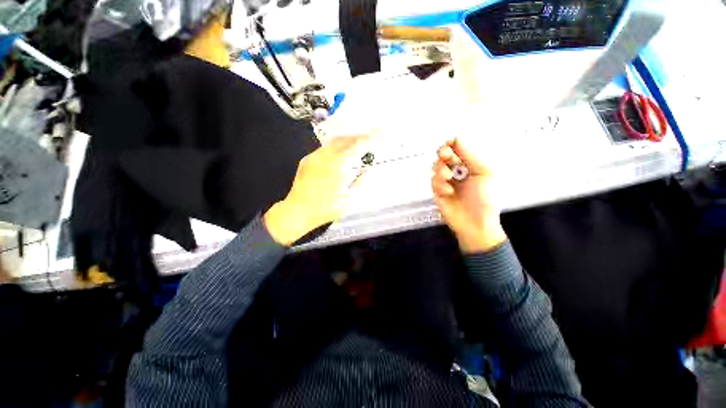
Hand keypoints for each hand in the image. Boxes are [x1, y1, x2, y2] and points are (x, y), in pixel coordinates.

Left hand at [264, 135, 368, 245]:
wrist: (297, 212)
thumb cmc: (325, 209)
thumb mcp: (349, 200)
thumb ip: (360, 182)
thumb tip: (367, 170)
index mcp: (337, 165)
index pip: (356, 145)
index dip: (369, 139)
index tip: (379, 135)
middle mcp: (324, 156)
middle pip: (344, 139)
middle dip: (358, 136)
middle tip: (369, 138)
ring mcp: (313, 157)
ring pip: (333, 142)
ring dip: (346, 141)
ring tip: (356, 143)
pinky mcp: (306, 160)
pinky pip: (324, 149)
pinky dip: (335, 147)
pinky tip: (339, 153)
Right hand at [432, 139, 506, 253]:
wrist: (475, 223)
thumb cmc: (485, 199)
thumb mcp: (485, 173)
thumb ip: (471, 156)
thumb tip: (458, 138)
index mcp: (470, 165)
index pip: (457, 149)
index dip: (452, 143)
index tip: (450, 142)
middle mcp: (457, 171)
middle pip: (443, 155)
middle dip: (443, 153)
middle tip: (445, 156)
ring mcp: (446, 181)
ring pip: (436, 167)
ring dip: (440, 169)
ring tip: (449, 177)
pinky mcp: (437, 192)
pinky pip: (433, 182)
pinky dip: (439, 184)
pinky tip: (448, 191)